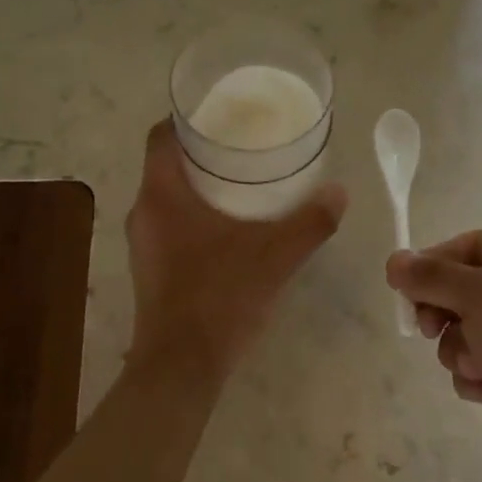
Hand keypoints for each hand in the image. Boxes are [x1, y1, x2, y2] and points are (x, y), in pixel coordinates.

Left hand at [125, 120, 347, 380]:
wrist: (181, 366)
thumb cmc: (220, 297)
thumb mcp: (275, 256)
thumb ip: (310, 222)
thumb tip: (339, 193)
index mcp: (162, 194)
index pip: (161, 136)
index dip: (187, 118)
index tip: (221, 115)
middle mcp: (143, 213)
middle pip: (166, 166)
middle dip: (202, 154)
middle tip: (243, 149)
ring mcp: (143, 246)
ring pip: (168, 199)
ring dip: (198, 189)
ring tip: (241, 187)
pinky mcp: (150, 271)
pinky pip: (170, 229)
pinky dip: (194, 219)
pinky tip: (228, 233)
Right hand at [386, 231, 481, 481]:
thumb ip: (434, 276)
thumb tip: (395, 261)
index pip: (472, 246)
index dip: (434, 263)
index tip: (403, 289)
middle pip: (467, 291)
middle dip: (444, 312)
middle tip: (429, 328)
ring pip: (471, 334)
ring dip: (462, 351)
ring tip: (481, 369)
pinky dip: (479, 379)